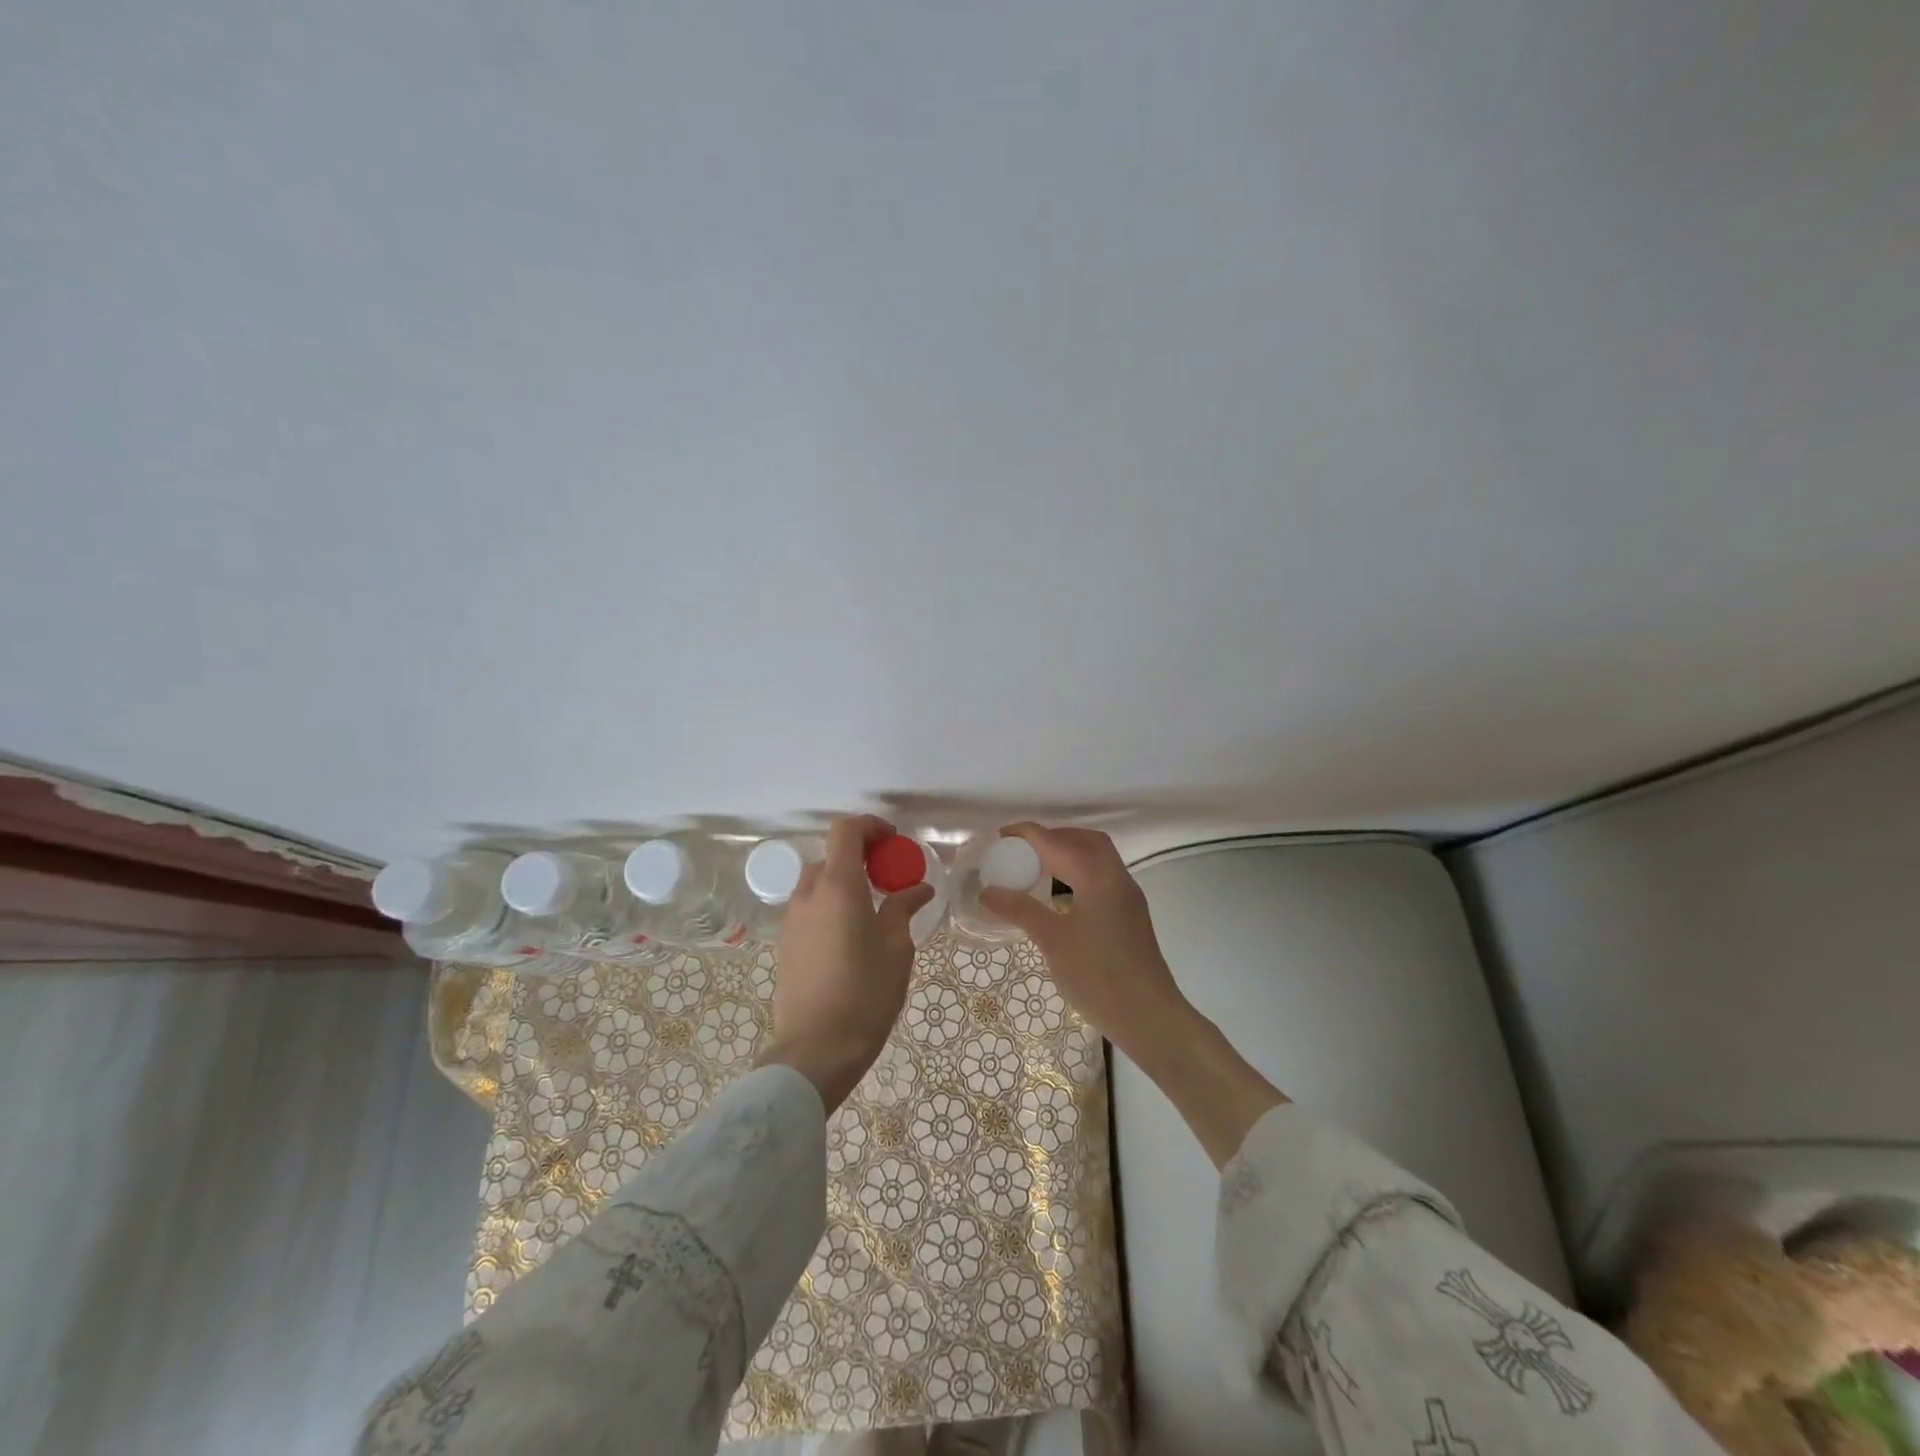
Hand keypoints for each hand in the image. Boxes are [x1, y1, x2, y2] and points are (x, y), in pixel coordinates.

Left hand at [759, 815, 932, 1111]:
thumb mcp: (896, 948)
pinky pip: (808, 908)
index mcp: (837, 887)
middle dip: (860, 857)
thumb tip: (917, 888)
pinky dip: (829, 905)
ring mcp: (791, 920)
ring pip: (817, 882)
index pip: (845, 830)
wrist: (816, 1051)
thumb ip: (902, 909)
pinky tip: (850, 936)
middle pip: (831, 856)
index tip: (893, 843)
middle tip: (888, 879)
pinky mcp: (784, 944)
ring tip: (871, 909)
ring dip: (843, 882)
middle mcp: (808, 894)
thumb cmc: (865, 994)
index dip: (870, 826)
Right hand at [977, 823, 1191, 1061]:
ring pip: (1099, 860)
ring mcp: (1128, 898)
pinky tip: (1061, 897)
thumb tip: (988, 890)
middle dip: (1054, 837)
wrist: (1148, 1016)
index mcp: (1097, 876)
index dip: (1028, 834)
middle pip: (1086, 841)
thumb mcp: (1052, 940)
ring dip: (1069, 855)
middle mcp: (1117, 878)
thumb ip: (1020, 909)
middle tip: (1024, 850)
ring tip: (1038, 870)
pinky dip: (1080, 875)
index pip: (1058, 842)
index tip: (1001, 836)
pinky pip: (1103, 879)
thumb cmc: (1097, 975)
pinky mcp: (1131, 917)